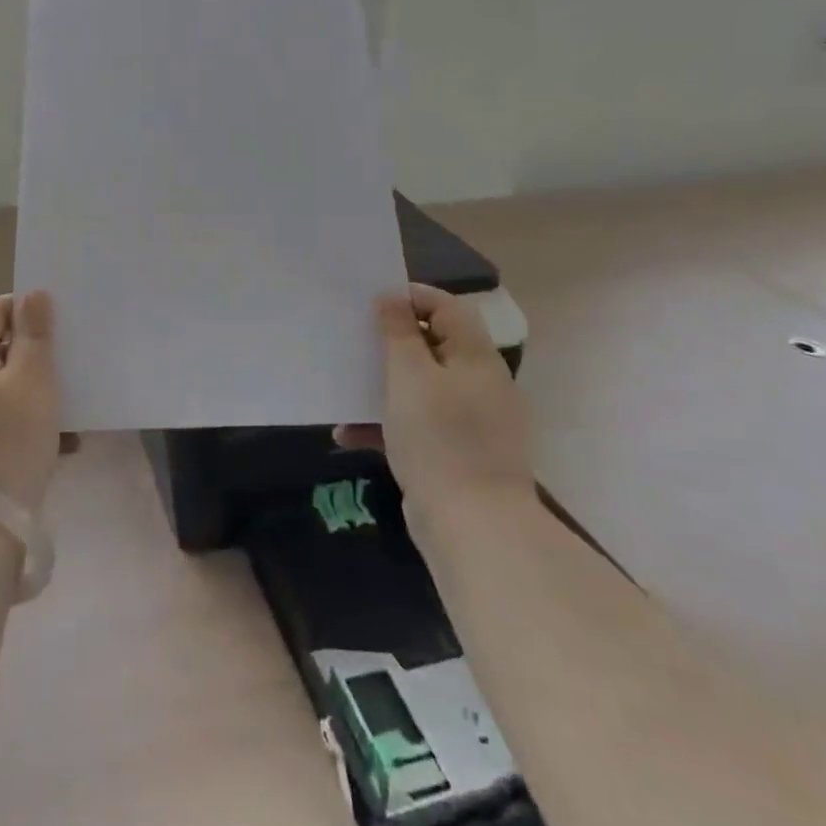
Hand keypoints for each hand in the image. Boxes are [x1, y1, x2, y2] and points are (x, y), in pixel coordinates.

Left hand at [0, 291, 61, 514]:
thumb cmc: (8, 439)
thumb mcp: (33, 379)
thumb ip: (35, 333)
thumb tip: (33, 294)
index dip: (25, 311)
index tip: (58, 329)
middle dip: (35, 356)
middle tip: (68, 367)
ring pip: (0, 387)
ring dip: (35, 393)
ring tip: (70, 411)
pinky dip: (25, 422)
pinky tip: (60, 443)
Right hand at [342, 284, 532, 511]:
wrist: (473, 528)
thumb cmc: (439, 438)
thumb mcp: (409, 376)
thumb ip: (399, 331)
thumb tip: (393, 297)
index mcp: (475, 357)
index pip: (446, 307)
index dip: (410, 297)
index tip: (370, 302)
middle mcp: (479, 383)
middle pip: (433, 345)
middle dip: (390, 342)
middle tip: (353, 340)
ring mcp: (471, 422)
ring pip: (421, 387)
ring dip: (383, 385)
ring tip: (346, 386)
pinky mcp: (457, 454)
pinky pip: (419, 425)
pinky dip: (387, 424)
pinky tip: (349, 435)